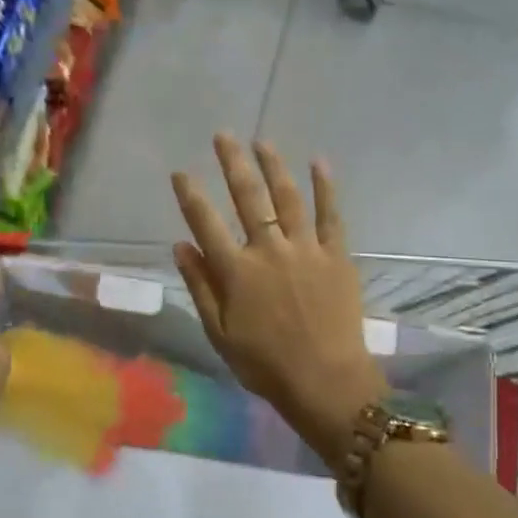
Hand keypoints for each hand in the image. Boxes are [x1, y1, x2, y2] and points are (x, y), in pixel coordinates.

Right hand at [172, 135, 385, 466]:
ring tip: (262, 142)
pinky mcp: (337, 256)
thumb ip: (200, 287)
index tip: (181, 172)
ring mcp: (306, 249)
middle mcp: (268, 250)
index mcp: (236, 272)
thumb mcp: (219, 333)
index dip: (191, 196)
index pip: (206, 224)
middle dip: (233, 164)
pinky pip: (330, 215)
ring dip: (274, 166)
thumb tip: (180, 246)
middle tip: (224, 136)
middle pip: (248, 198)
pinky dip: (325, 188)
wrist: (326, 381)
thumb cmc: (265, 364)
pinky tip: (318, 163)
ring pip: (287, 197)